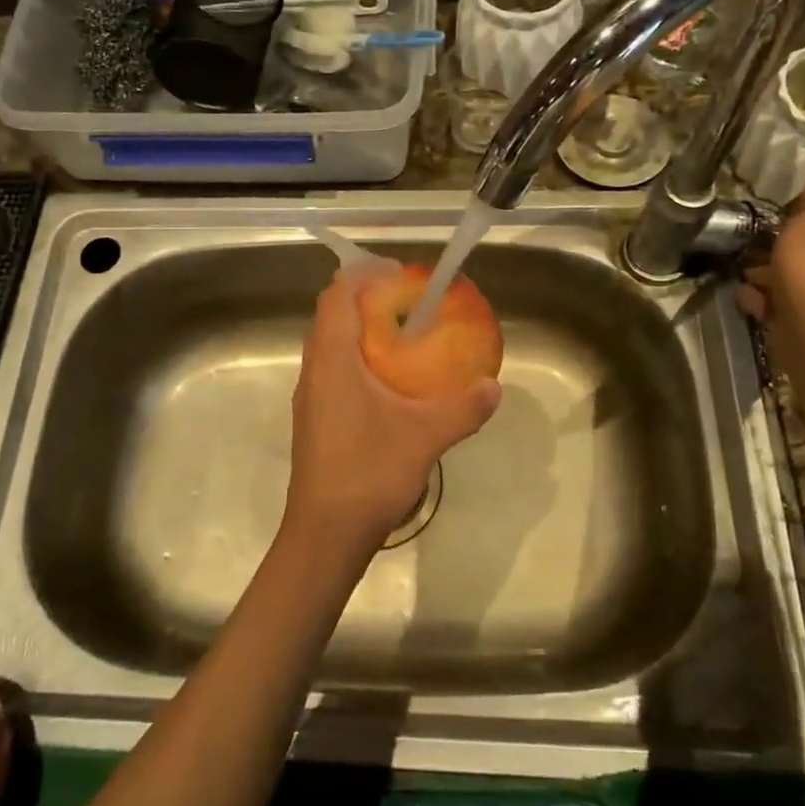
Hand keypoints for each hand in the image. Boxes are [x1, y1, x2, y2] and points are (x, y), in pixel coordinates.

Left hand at [283, 268, 501, 564]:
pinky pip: (333, 369)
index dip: (363, 274)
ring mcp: (310, 396)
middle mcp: (314, 370)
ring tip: (403, 336)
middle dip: (365, 299)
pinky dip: (358, 359)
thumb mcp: (426, 436)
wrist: (325, 533)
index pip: (336, 295)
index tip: (398, 272)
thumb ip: (463, 407)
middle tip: (408, 302)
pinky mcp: (315, 418)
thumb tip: (494, 386)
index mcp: (332, 359)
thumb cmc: (369, 473)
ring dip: (360, 330)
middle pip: (331, 315)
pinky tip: (390, 382)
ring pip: (330, 344)